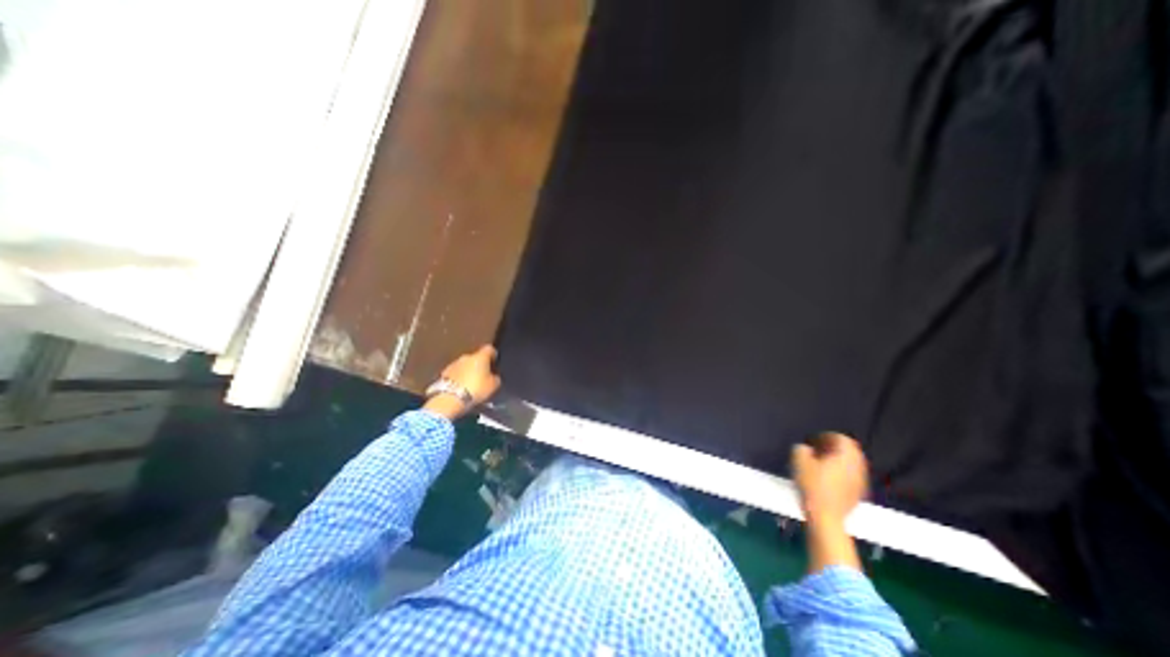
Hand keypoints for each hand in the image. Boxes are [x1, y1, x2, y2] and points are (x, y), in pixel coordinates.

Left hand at [425, 343, 499, 421]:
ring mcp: (453, 364)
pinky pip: (456, 373)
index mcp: (480, 357)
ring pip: (465, 365)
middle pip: (475, 357)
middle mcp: (466, 356)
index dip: (492, 354)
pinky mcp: (444, 373)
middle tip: (483, 376)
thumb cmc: (475, 389)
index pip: (489, 348)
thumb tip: (493, 376)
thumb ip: (495, 378)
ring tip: (471, 383)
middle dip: (479, 365)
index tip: (494, 361)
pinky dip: (459, 377)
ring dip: (468, 371)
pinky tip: (460, 387)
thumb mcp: (493, 386)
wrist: (449, 398)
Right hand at [790, 430, 871, 527]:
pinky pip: (851, 476)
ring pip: (851, 464)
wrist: (826, 517)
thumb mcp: (799, 461)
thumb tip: (805, 448)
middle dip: (834, 448)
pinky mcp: (858, 494)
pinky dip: (841, 472)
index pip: (841, 438)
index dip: (826, 436)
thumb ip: (801, 449)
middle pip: (850, 451)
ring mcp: (861, 481)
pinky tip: (827, 478)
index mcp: (845, 455)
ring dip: (838, 460)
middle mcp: (857, 466)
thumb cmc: (812, 485)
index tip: (814, 440)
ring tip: (821, 463)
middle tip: (818, 449)